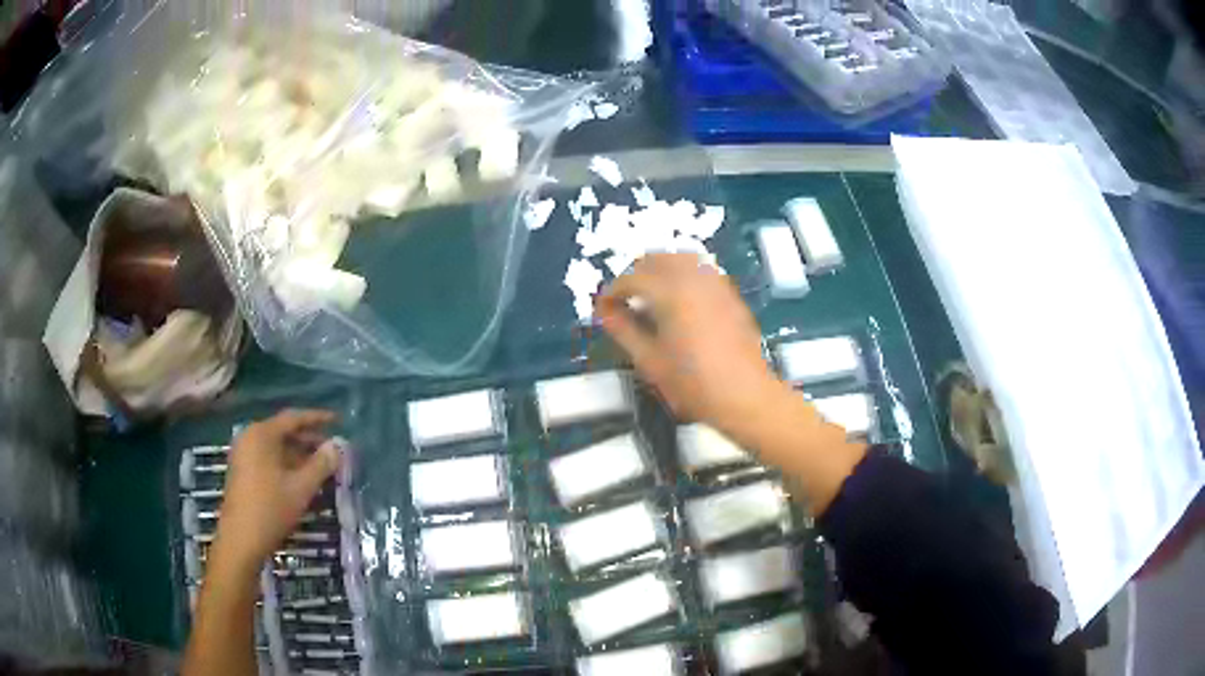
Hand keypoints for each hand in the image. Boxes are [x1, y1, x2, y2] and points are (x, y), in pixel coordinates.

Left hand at [211, 409, 340, 573]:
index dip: (317, 418)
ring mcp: (244, 454)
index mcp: (262, 434)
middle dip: (309, 440)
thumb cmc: (271, 509)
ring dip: (299, 454)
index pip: (293, 418)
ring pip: (276, 447)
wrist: (240, 540)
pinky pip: (268, 458)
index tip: (338, 420)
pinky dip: (286, 464)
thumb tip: (337, 446)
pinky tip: (302, 479)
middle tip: (333, 450)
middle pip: (284, 431)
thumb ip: (321, 465)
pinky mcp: (242, 471)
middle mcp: (250, 438)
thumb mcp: (301, 488)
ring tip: (322, 466)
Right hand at [598, 254, 783, 441]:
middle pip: (656, 259)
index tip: (602, 310)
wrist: (745, 395)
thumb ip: (623, 330)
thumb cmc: (693, 383)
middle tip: (622, 302)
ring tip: (648, 298)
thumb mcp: (649, 360)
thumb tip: (604, 311)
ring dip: (658, 270)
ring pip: (680, 258)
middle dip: (634, 275)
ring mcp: (715, 282)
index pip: (631, 278)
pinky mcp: (730, 293)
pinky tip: (677, 301)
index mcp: (670, 292)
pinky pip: (700, 269)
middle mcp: (693, 277)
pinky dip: (681, 274)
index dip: (611, 292)